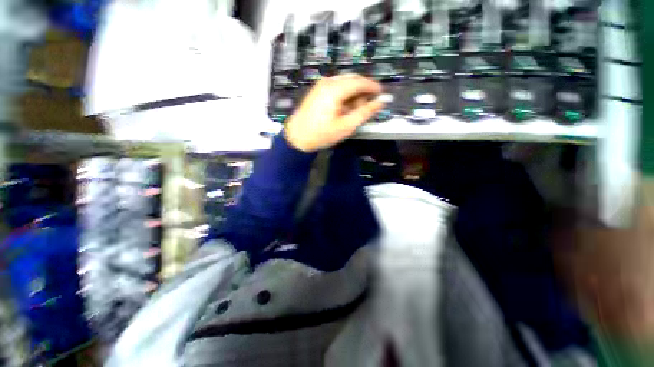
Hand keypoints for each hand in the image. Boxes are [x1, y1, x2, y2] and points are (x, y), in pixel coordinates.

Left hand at [284, 74, 384, 152]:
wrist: (297, 138)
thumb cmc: (322, 134)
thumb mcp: (346, 126)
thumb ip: (365, 112)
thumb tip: (381, 102)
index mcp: (335, 89)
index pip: (359, 81)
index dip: (373, 86)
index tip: (382, 94)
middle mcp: (328, 82)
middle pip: (352, 80)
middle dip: (362, 91)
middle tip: (367, 106)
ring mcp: (321, 85)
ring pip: (344, 83)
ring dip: (353, 94)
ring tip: (354, 111)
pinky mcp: (317, 91)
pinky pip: (336, 88)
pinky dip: (344, 95)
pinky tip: (344, 109)